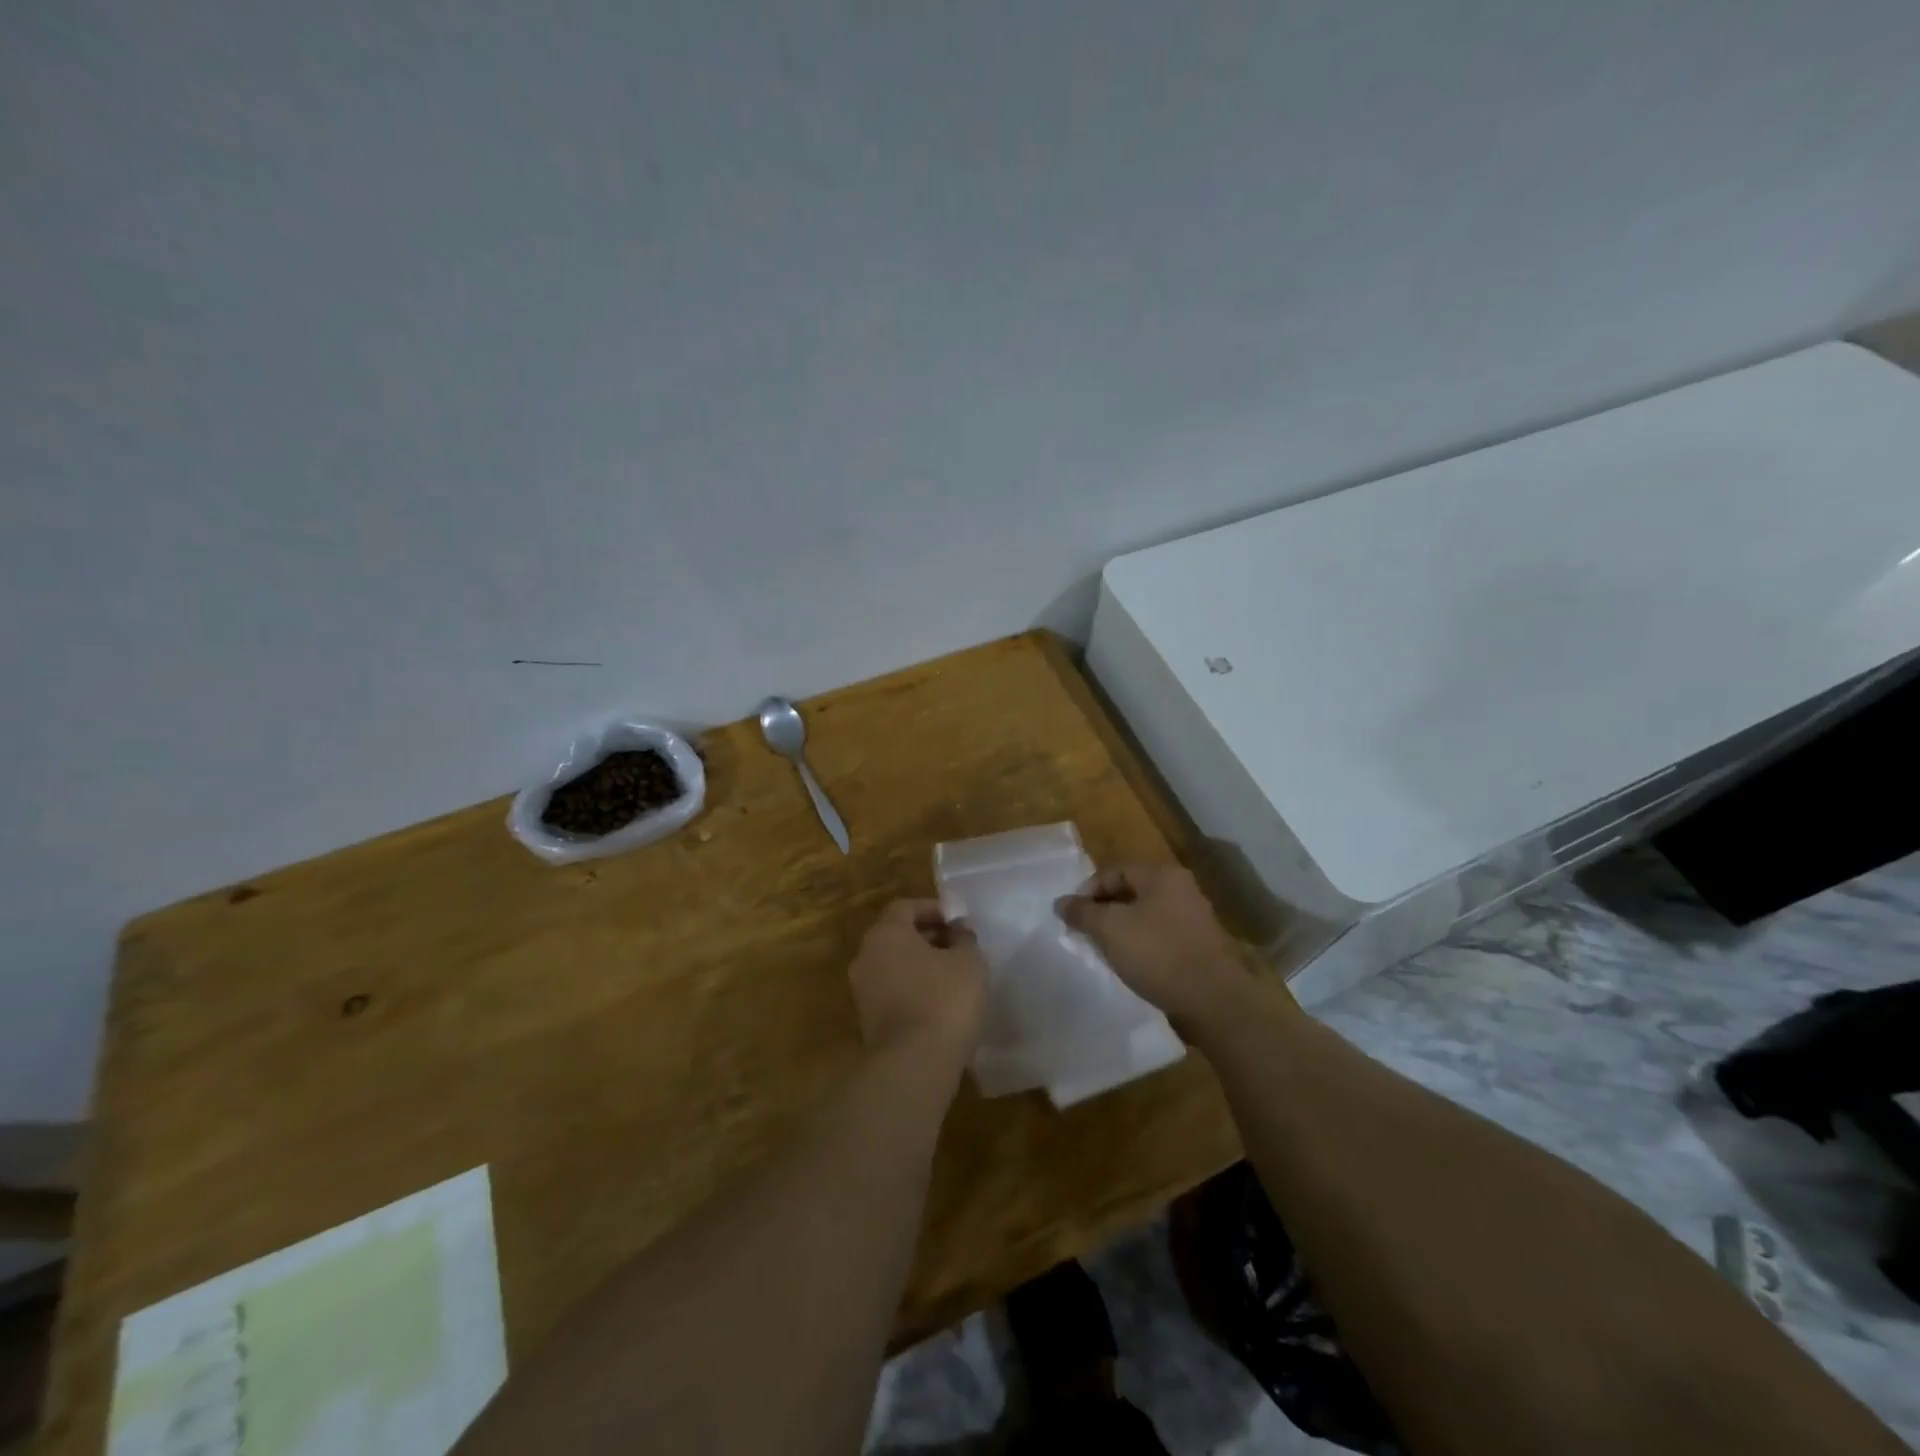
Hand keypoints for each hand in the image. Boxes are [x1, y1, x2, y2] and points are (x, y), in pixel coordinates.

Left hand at [848, 900, 987, 1067]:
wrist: (913, 1065)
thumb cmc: (943, 999)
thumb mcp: (968, 962)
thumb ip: (964, 938)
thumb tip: (959, 929)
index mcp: (885, 933)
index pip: (906, 907)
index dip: (934, 909)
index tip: (959, 921)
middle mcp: (866, 956)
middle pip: (897, 935)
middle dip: (928, 936)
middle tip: (959, 945)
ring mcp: (862, 990)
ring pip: (894, 965)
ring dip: (921, 964)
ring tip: (954, 975)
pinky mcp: (867, 1020)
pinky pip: (892, 991)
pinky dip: (914, 988)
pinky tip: (940, 1002)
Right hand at [1055, 865, 1258, 1037]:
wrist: (1213, 1000)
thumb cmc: (1158, 953)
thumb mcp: (1110, 929)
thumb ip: (1083, 912)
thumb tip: (1061, 902)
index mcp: (1162, 875)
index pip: (1114, 871)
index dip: (1088, 891)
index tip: (1072, 916)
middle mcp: (1181, 888)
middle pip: (1131, 891)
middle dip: (1104, 910)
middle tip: (1085, 932)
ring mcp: (1194, 917)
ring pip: (1146, 915)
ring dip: (1122, 929)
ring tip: (1105, 950)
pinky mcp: (1200, 945)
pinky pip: (1161, 935)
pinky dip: (1143, 944)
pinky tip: (1132, 964)